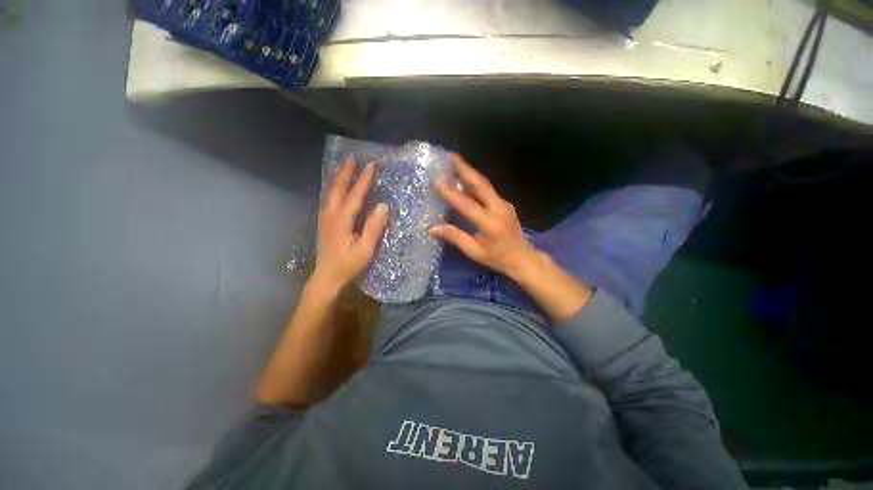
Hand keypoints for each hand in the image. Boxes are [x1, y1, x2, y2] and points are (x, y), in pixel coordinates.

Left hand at [311, 157, 389, 294]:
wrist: (326, 278)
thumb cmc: (348, 266)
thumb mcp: (365, 250)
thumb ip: (373, 228)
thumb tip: (383, 206)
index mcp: (342, 221)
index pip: (354, 195)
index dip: (363, 180)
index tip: (371, 165)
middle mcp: (331, 215)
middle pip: (337, 189)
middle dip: (345, 172)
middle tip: (352, 157)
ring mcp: (325, 219)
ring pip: (330, 193)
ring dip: (338, 178)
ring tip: (345, 167)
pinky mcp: (325, 223)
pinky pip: (328, 199)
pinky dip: (333, 188)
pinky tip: (337, 188)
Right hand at [430, 154, 539, 280]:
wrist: (523, 258)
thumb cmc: (497, 258)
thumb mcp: (474, 251)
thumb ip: (455, 237)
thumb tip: (433, 228)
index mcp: (490, 223)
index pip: (466, 204)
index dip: (451, 191)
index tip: (437, 178)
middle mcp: (499, 209)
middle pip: (481, 185)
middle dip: (466, 169)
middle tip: (452, 156)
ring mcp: (504, 204)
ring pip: (485, 185)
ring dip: (471, 173)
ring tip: (457, 163)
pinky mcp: (505, 204)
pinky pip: (488, 191)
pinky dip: (476, 183)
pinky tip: (466, 180)